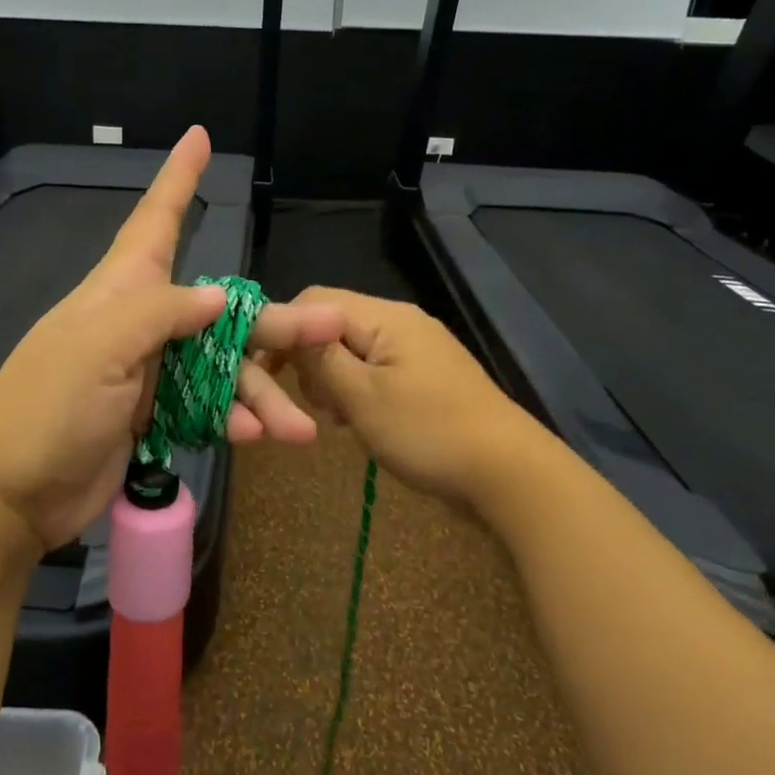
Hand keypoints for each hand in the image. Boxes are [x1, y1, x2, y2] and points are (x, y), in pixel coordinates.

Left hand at [0, 127, 344, 551]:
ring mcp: (152, 372)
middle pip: (221, 311)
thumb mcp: (101, 345)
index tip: (198, 137)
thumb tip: (218, 295)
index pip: (155, 221)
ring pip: (223, 369)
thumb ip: (161, 313)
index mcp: (121, 290)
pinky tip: (257, 437)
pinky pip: (209, 408)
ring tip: (301, 428)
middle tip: (329, 326)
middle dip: (273, 322)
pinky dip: (235, 420)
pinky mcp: (156, 416)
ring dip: (262, 394)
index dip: (178, 179)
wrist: (13, 493)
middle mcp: (142, 323)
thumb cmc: (48, 405)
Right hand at [263, 287, 545, 533]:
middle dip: (312, 361)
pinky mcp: (427, 376)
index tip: (267, 373)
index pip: (314, 301)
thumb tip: (290, 333)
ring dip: (335, 381)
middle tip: (315, 405)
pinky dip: (359, 391)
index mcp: (385, 317)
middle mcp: (401, 322)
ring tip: (339, 419)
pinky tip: (362, 422)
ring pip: (354, 351)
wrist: (508, 473)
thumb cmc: (428, 432)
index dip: (284, 331)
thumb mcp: (362, 397)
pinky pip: (377, 371)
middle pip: (334, 325)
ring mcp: (418, 349)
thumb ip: (320, 360)